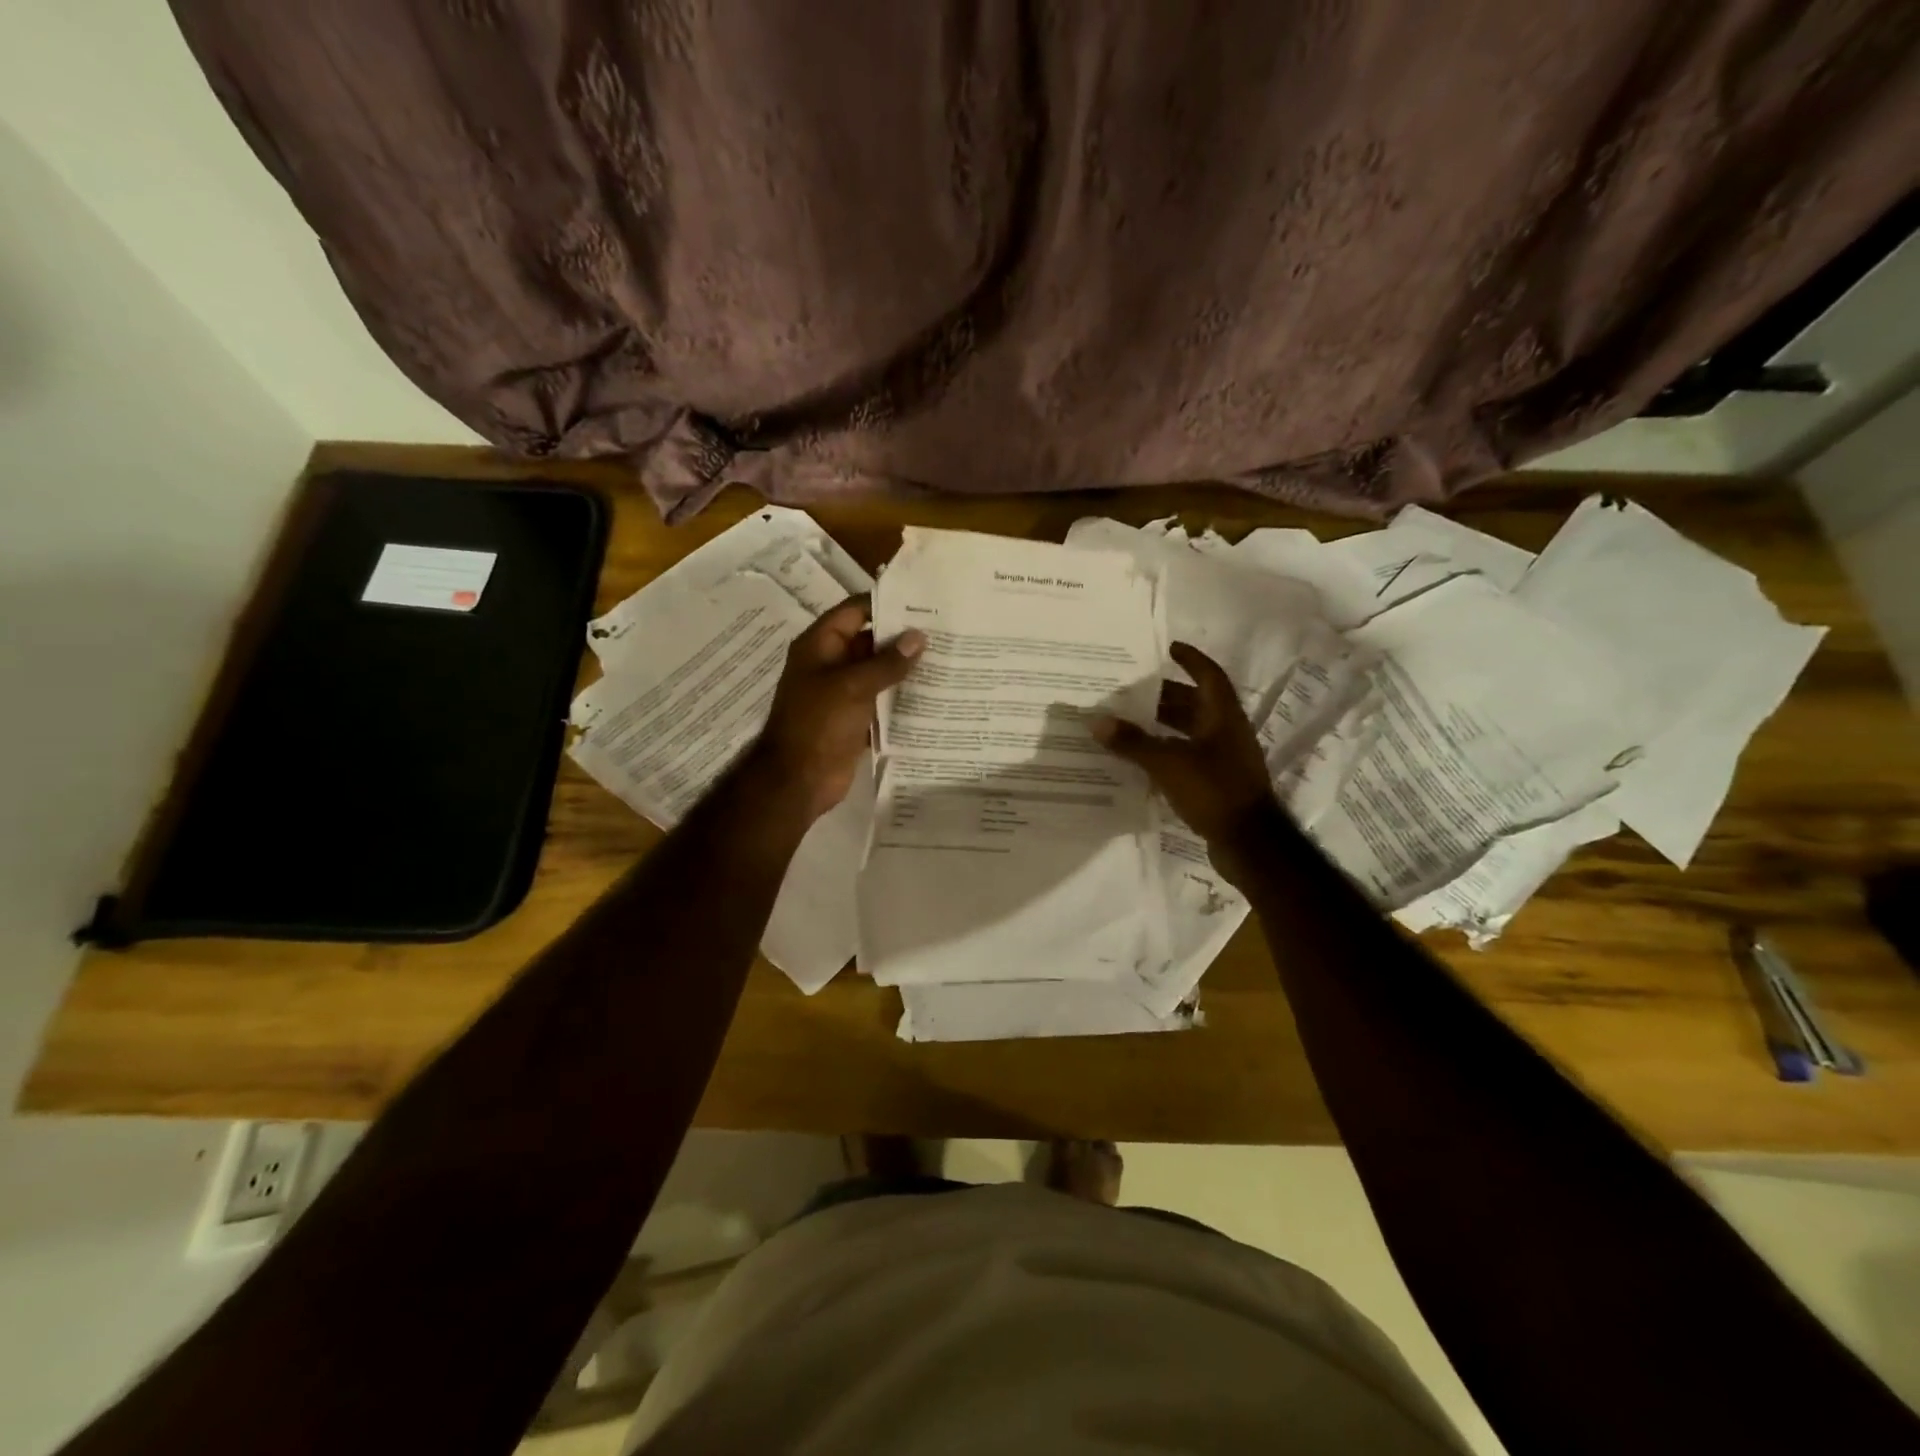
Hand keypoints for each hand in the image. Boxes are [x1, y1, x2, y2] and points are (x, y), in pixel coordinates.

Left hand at [750, 598, 923, 822]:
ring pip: (878, 673)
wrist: (798, 780)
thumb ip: (887, 662)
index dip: (885, 604)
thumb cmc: (818, 724)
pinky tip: (934, 696)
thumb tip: (919, 637)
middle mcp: (831, 664)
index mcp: (820, 646)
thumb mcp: (852, 686)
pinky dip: (902, 699)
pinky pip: (882, 702)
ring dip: (906, 670)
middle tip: (945, 632)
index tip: (923, 603)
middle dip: (903, 639)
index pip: (855, 611)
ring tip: (947, 661)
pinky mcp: (855, 720)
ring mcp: (842, 694)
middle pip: (870, 642)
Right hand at [1092, 642, 1279, 887]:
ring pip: (1191, 731)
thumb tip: (1096, 721)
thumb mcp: (1168, 763)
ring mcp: (1225, 759)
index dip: (1191, 659)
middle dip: (1165, 695)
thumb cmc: (1213, 791)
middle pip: (1195, 704)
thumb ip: (1132, 742)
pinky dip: (1167, 751)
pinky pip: (1189, 757)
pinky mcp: (1218, 783)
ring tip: (1130, 722)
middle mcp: (1227, 732)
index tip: (1169, 647)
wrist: (1249, 842)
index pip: (1208, 676)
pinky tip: (1143, 758)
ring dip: (1164, 725)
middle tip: (1132, 690)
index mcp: (1222, 717)